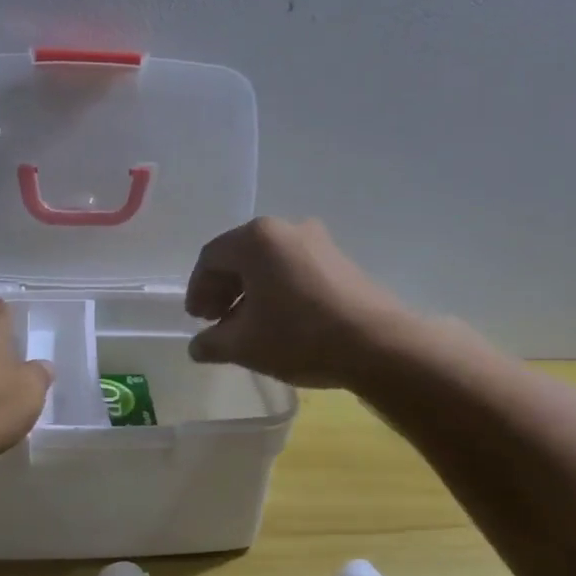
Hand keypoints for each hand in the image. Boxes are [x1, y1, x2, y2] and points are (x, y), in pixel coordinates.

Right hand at [185, 217, 407, 388]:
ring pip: (269, 263)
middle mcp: (286, 229)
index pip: (210, 258)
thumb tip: (197, 347)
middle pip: (240, 256)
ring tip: (247, 326)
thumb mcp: (245, 345)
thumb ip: (212, 343)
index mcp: (256, 239)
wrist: (378, 344)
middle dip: (223, 290)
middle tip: (216, 322)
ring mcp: (318, 242)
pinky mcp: (340, 260)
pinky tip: (279, 321)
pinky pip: (294, 269)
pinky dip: (277, 290)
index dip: (197, 290)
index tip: (197, 320)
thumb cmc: (299, 336)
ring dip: (250, 292)